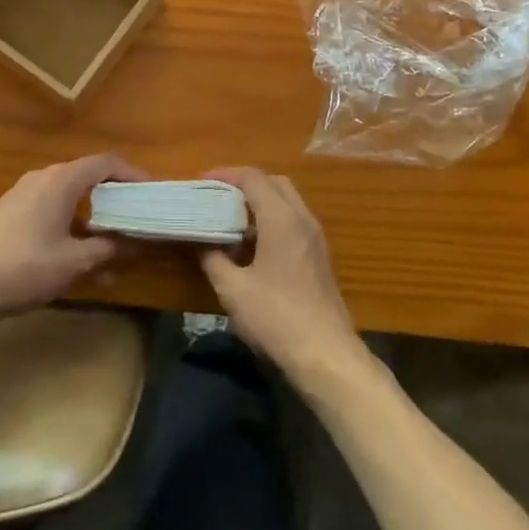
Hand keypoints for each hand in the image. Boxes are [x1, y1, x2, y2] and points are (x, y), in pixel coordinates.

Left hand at [0, 155, 138, 323]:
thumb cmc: (25, 268)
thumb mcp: (74, 262)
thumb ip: (108, 248)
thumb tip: (131, 242)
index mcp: (61, 180)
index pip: (106, 162)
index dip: (133, 174)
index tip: (151, 193)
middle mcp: (43, 178)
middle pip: (88, 178)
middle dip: (114, 201)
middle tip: (135, 221)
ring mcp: (23, 194)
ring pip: (69, 198)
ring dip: (92, 221)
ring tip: (109, 253)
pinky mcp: (10, 213)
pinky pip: (50, 210)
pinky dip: (70, 227)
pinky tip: (75, 260)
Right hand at [199, 168, 363, 384]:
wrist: (326, 354)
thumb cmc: (276, 317)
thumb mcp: (233, 289)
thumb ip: (213, 258)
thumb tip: (202, 241)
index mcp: (281, 218)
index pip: (253, 178)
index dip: (226, 175)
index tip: (202, 182)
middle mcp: (302, 218)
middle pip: (274, 183)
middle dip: (245, 184)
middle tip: (218, 196)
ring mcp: (315, 237)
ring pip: (287, 202)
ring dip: (260, 203)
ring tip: (231, 219)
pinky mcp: (319, 256)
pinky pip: (294, 222)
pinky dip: (272, 220)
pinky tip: (252, 246)